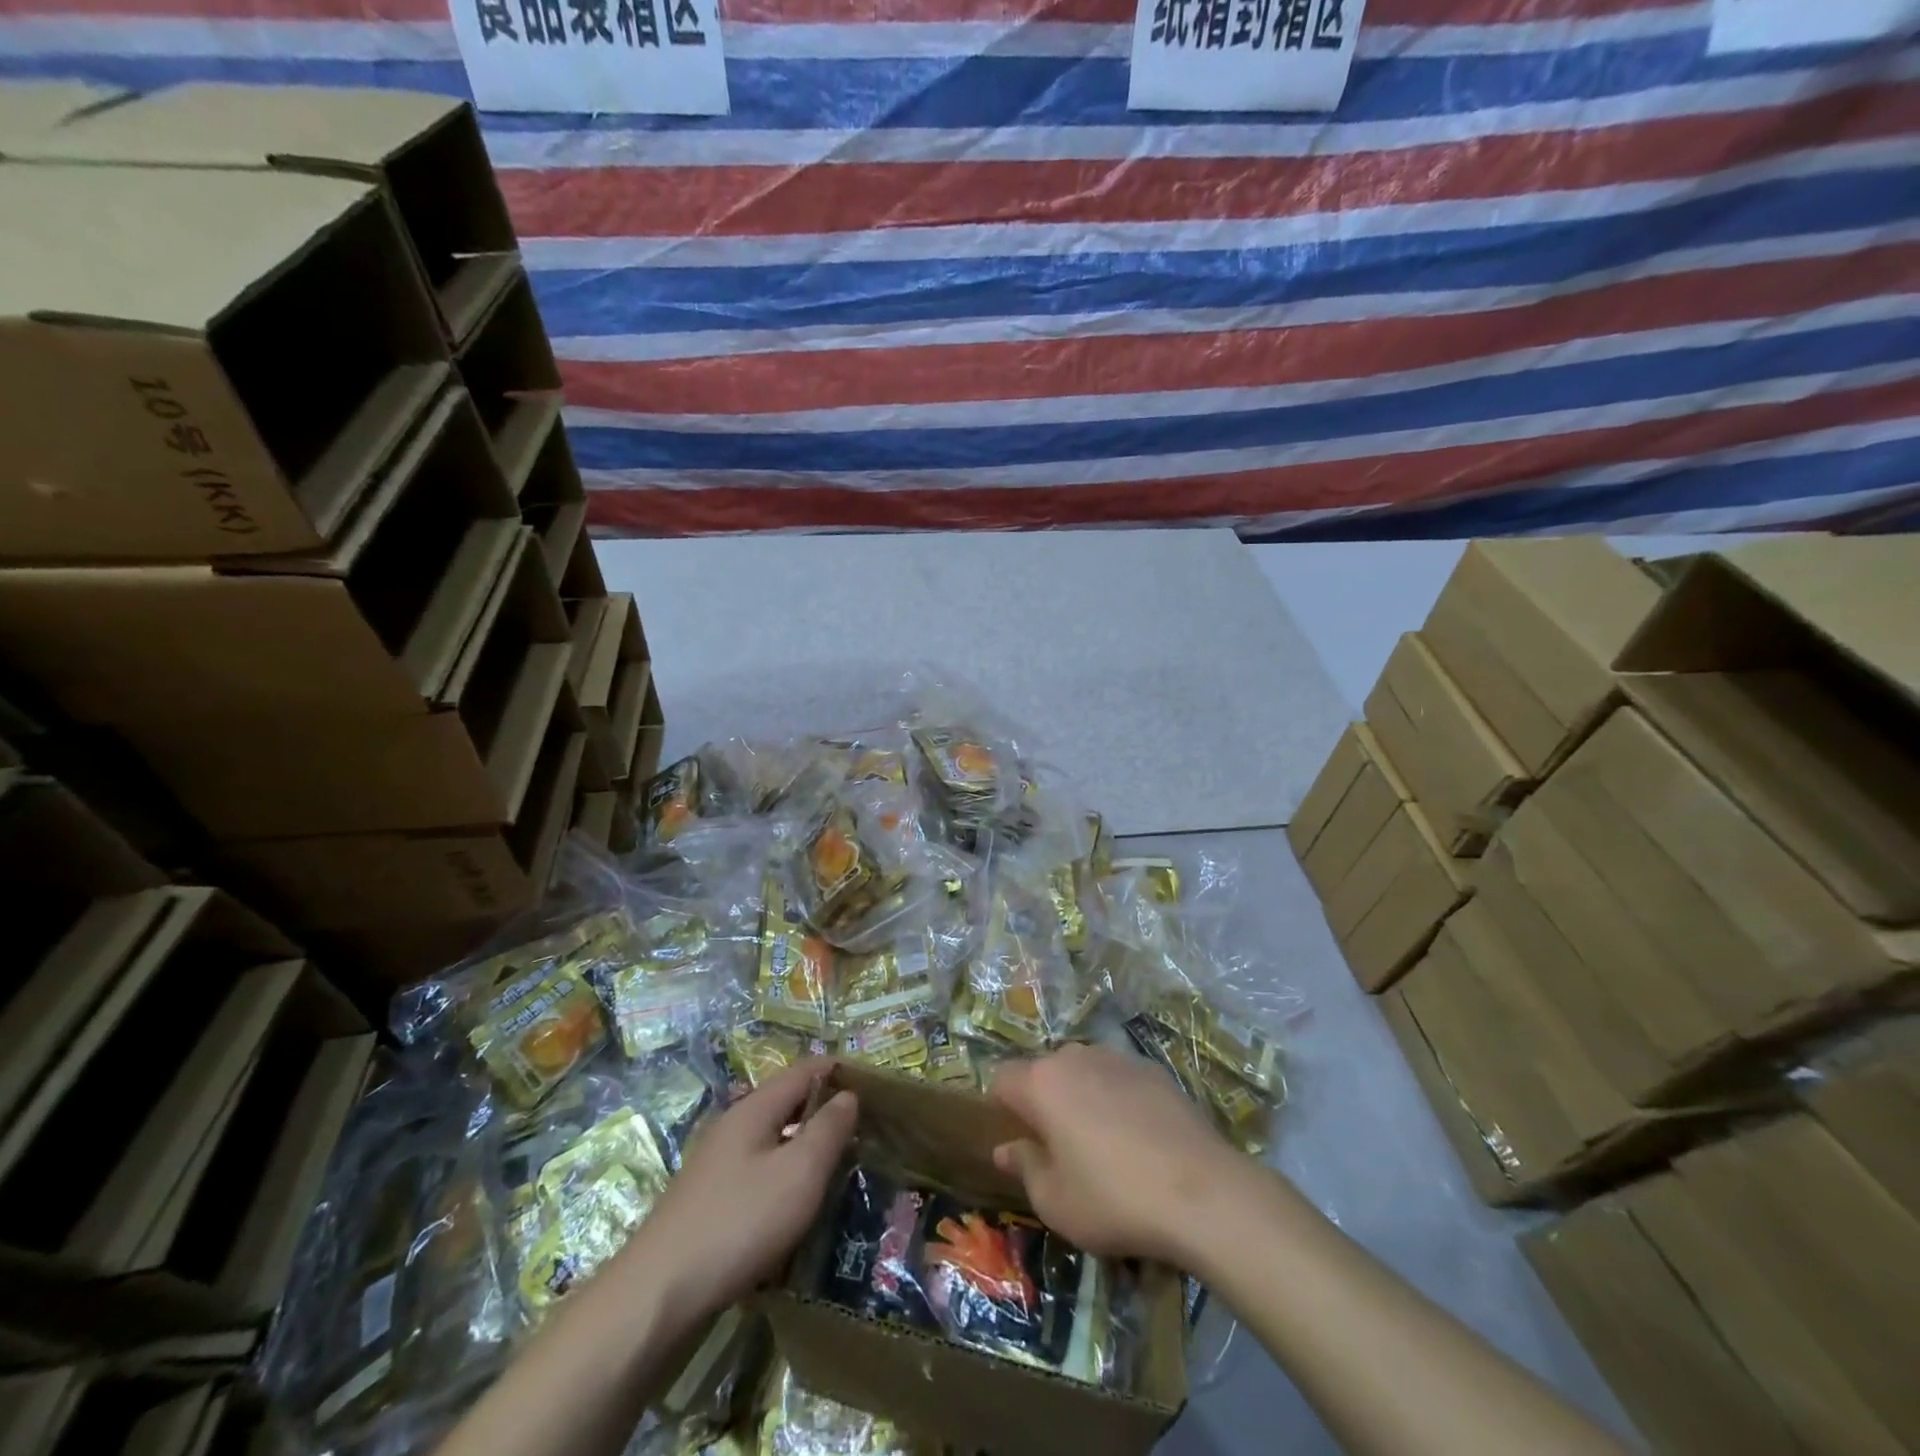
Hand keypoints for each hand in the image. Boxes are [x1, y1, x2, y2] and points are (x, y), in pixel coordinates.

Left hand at [631, 1059, 856, 1317]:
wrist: (657, 1294)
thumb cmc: (739, 1222)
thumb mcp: (799, 1173)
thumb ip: (828, 1130)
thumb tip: (849, 1095)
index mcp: (755, 1108)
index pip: (805, 1069)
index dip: (839, 1071)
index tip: (874, 1084)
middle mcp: (734, 1124)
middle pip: (787, 1101)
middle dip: (824, 1108)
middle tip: (864, 1128)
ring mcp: (717, 1161)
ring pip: (773, 1137)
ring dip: (805, 1143)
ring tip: (839, 1164)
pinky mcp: (709, 1197)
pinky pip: (758, 1168)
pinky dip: (785, 1172)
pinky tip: (796, 1201)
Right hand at [988, 1043, 1255, 1266]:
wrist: (1203, 1192)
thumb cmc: (1114, 1199)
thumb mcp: (1055, 1201)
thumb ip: (1025, 1167)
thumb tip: (1006, 1149)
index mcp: (1042, 1083)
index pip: (1002, 1079)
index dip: (1001, 1108)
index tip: (1016, 1141)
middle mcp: (1075, 1057)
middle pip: (1044, 1071)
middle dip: (1043, 1102)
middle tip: (1058, 1148)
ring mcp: (1117, 1058)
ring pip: (1083, 1071)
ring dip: (1081, 1097)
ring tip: (1102, 1144)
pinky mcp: (1154, 1070)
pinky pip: (1119, 1078)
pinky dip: (1118, 1099)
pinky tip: (1139, 1139)